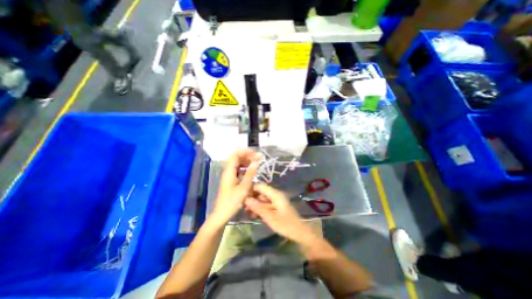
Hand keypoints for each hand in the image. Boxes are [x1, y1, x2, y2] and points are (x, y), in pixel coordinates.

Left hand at [212, 150, 260, 226]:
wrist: (222, 214)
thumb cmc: (232, 201)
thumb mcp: (244, 187)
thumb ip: (250, 174)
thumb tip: (256, 162)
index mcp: (229, 171)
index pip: (236, 155)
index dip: (246, 152)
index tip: (256, 153)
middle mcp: (228, 171)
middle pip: (237, 158)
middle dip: (248, 156)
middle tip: (259, 158)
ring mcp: (229, 176)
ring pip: (238, 164)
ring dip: (247, 162)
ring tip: (256, 163)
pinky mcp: (231, 180)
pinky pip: (238, 170)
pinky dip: (245, 168)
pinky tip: (251, 172)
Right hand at [245, 184, 318, 244]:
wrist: (300, 233)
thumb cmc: (286, 225)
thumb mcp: (270, 217)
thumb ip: (258, 208)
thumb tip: (246, 199)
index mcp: (275, 194)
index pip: (260, 186)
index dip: (250, 189)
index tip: (241, 196)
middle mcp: (275, 195)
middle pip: (260, 192)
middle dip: (251, 198)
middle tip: (242, 206)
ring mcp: (275, 201)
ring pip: (262, 199)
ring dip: (254, 204)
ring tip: (246, 212)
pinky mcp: (275, 207)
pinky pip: (265, 205)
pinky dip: (259, 209)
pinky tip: (253, 215)